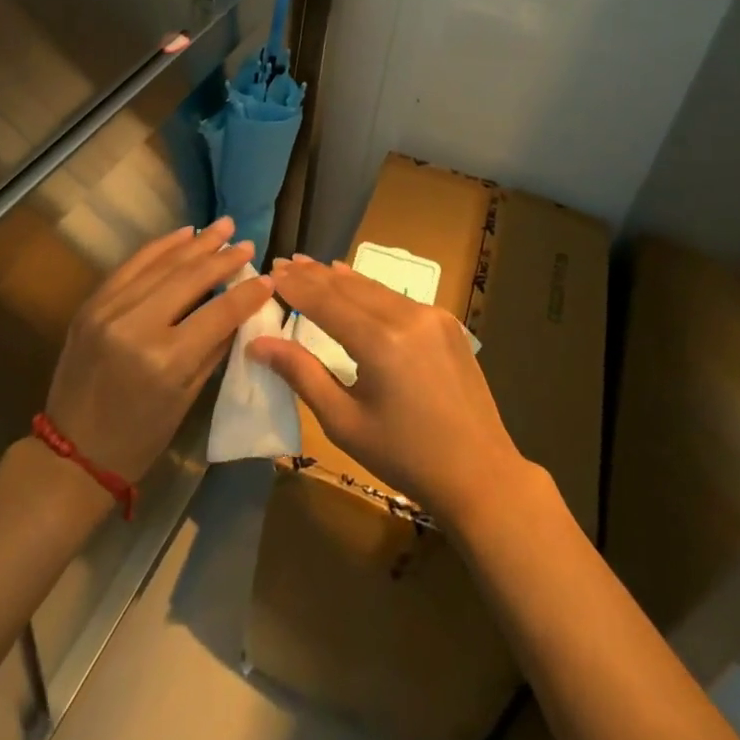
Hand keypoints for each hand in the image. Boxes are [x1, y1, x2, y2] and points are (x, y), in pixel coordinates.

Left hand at [44, 218, 272, 482]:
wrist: (71, 452)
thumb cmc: (139, 437)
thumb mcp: (187, 398)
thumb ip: (214, 347)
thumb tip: (241, 309)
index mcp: (166, 360)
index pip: (218, 313)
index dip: (246, 293)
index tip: (267, 278)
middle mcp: (137, 326)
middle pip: (190, 279)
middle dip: (223, 258)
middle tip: (247, 243)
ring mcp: (109, 310)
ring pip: (162, 264)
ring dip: (196, 243)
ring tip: (223, 226)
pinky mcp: (91, 303)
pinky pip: (131, 265)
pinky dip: (160, 247)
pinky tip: (183, 234)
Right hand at [247, 255, 529, 525]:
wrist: (481, 475)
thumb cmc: (405, 457)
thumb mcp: (345, 423)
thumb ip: (301, 375)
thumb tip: (259, 343)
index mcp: (381, 342)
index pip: (326, 301)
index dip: (296, 286)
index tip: (270, 272)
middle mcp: (408, 316)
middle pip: (349, 287)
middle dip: (314, 275)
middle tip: (283, 263)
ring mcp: (431, 315)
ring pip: (374, 288)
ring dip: (339, 278)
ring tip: (309, 266)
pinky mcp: (446, 322)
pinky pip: (396, 298)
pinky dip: (368, 289)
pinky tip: (351, 281)